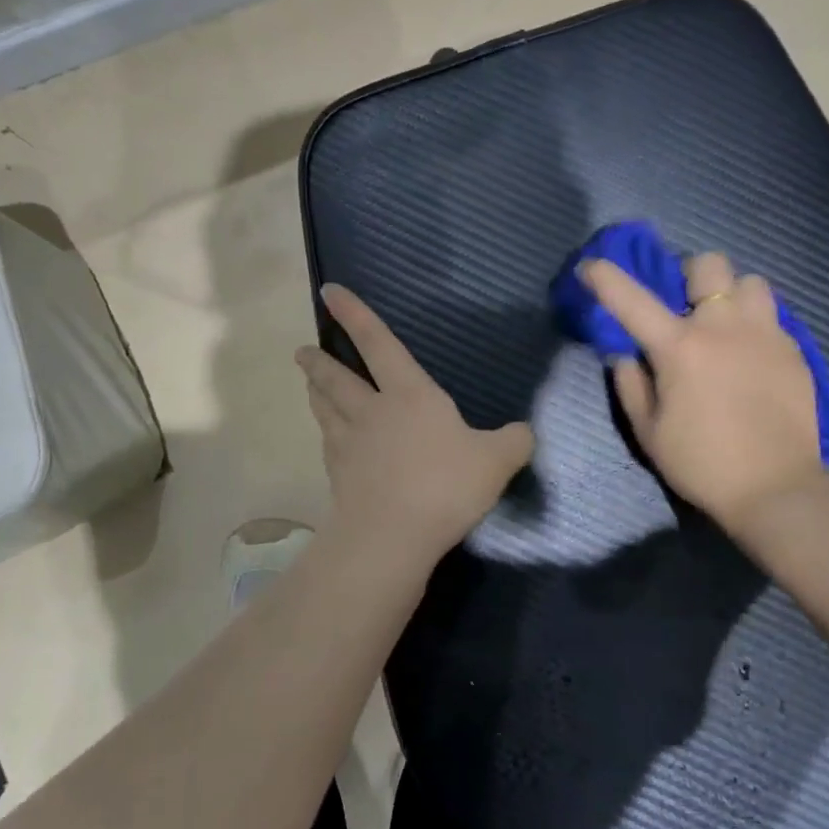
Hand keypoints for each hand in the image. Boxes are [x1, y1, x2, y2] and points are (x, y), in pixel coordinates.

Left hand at [296, 284, 533, 558]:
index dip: (354, 315)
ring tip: (308, 382)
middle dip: (319, 361)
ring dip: (315, 392)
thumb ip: (514, 442)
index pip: (379, 343)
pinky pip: (328, 444)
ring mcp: (349, 443)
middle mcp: (372, 410)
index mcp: (409, 394)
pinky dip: (326, 433)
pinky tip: (328, 438)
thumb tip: (526, 432)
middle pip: (337, 377)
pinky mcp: (338, 475)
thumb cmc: (444, 486)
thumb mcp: (496, 461)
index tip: (329, 291)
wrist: (392, 536)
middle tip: (302, 351)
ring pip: (324, 408)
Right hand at [583, 252, 823, 530]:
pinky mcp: (794, 351)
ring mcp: (765, 334)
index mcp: (680, 347)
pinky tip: (750, 356)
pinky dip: (754, 324)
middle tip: (684, 305)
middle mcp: (723, 327)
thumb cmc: (701, 464)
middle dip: (690, 276)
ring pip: (750, 282)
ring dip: (730, 295)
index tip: (589, 267)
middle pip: (709, 265)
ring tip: (725, 325)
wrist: (776, 489)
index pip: (632, 299)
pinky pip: (772, 316)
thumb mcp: (648, 431)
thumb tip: (626, 354)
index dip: (605, 278)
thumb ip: (631, 384)